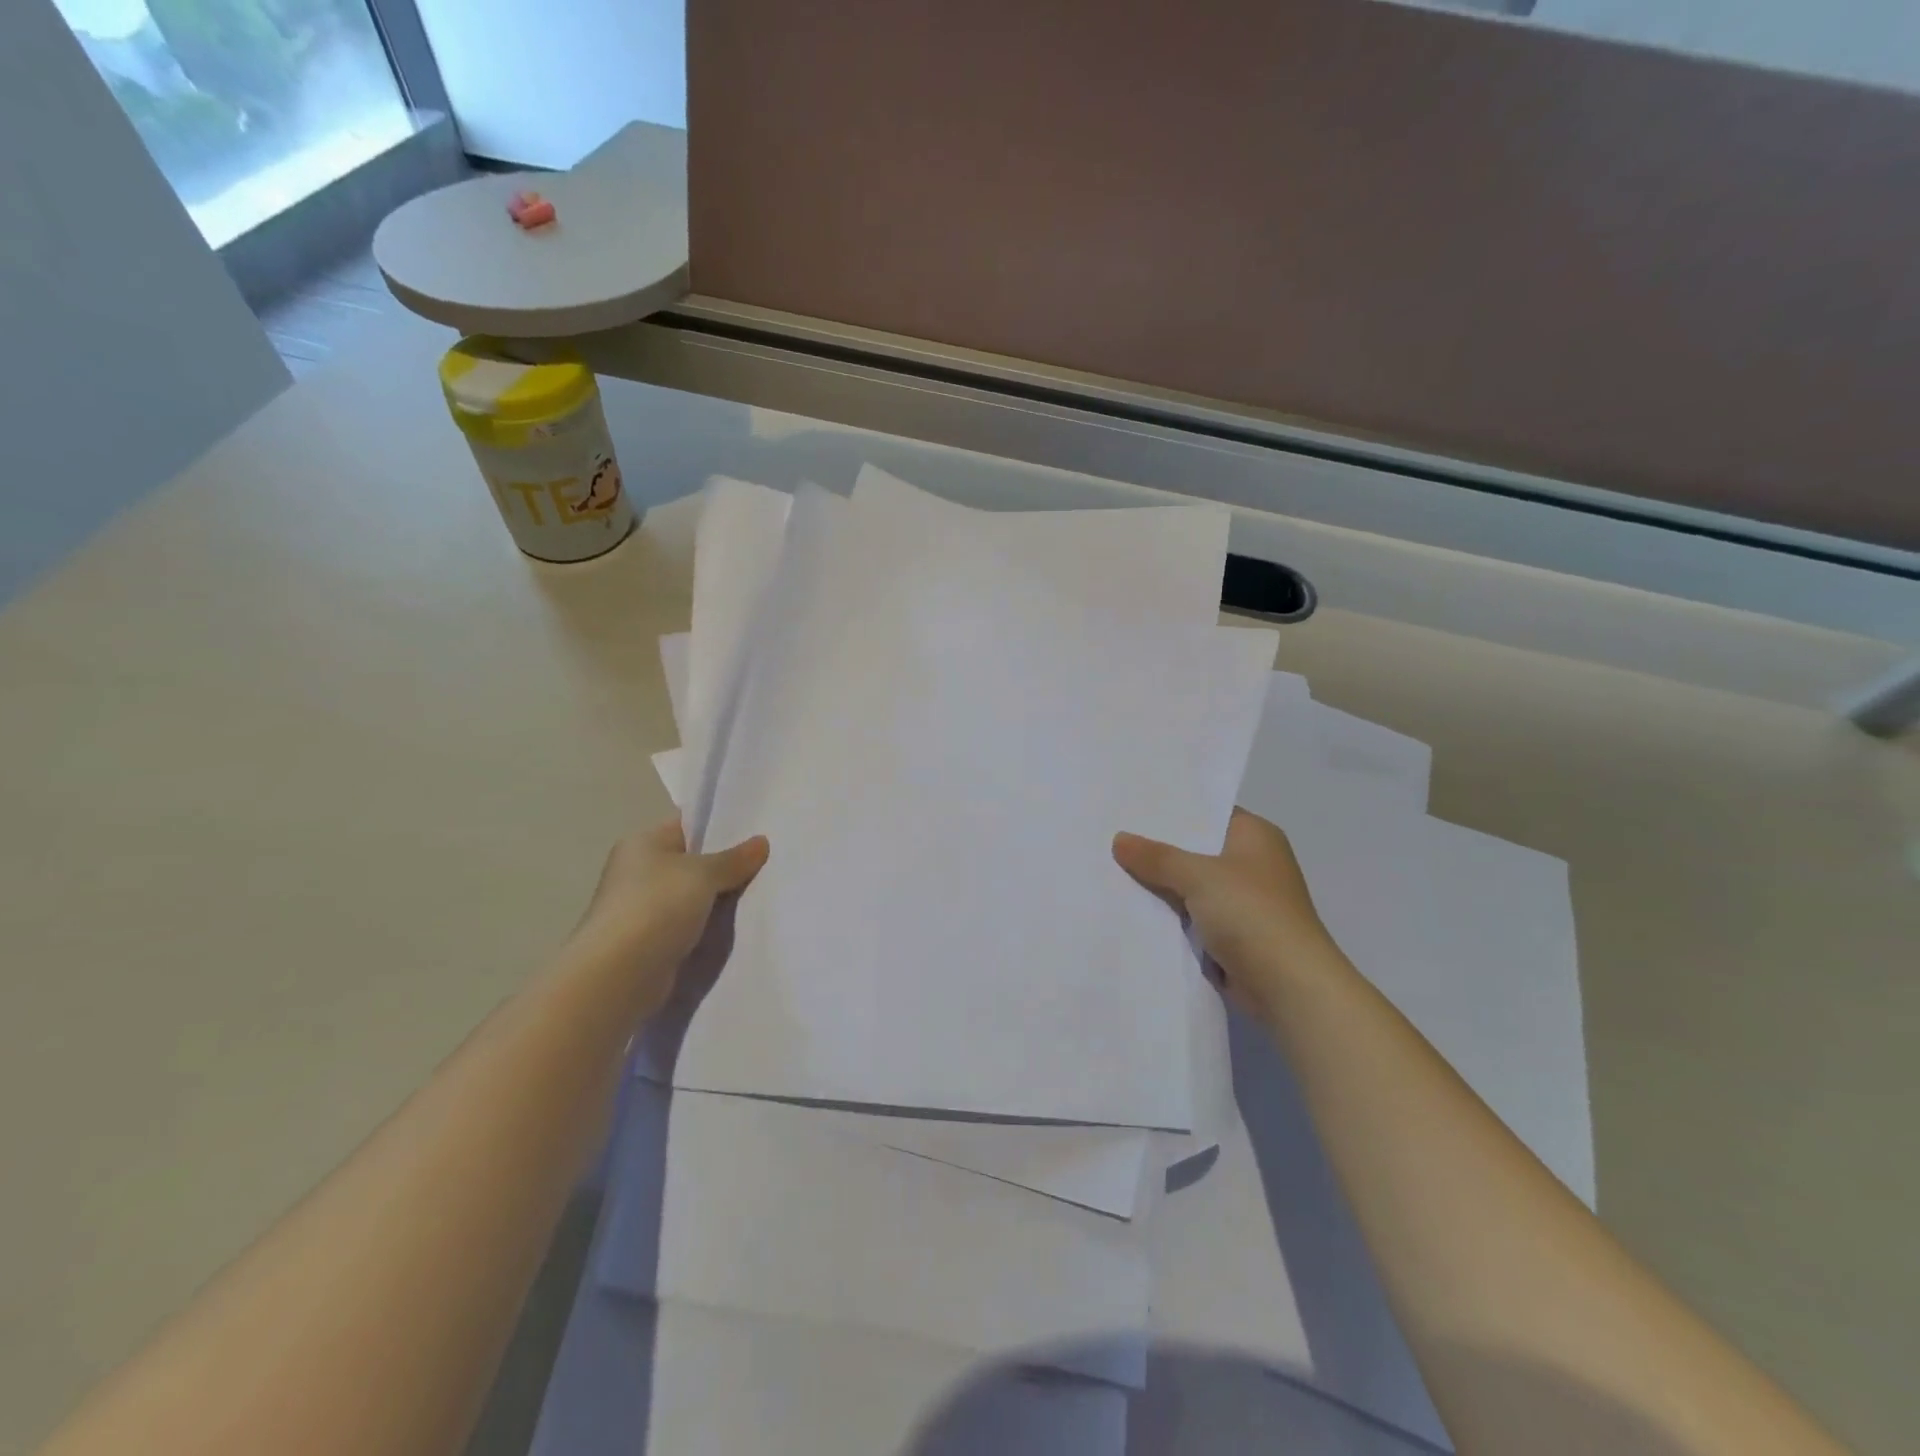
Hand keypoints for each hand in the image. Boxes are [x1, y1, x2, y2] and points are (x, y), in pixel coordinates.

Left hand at [564, 819, 768, 1019]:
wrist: (618, 976)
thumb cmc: (656, 908)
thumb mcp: (703, 874)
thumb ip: (734, 859)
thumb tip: (761, 842)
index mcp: (643, 843)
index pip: (687, 825)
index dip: (721, 825)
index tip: (758, 830)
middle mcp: (639, 872)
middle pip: (693, 861)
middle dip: (727, 864)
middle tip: (769, 862)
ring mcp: (644, 909)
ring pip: (694, 896)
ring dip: (721, 899)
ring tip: (763, 892)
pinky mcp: (652, 942)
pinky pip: (690, 925)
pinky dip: (710, 926)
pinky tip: (740, 926)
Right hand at [1113, 808, 1334, 1022]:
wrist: (1290, 987)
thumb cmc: (1252, 915)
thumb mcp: (1199, 876)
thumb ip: (1157, 857)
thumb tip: (1119, 840)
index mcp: (1255, 836)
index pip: (1207, 813)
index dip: (1171, 811)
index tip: (1129, 807)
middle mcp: (1252, 863)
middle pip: (1195, 850)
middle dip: (1158, 850)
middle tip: (1110, 835)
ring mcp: (1243, 901)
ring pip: (1190, 885)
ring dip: (1161, 885)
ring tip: (1110, 868)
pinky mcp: (1233, 934)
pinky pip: (1192, 916)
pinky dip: (1170, 915)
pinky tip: (1132, 907)